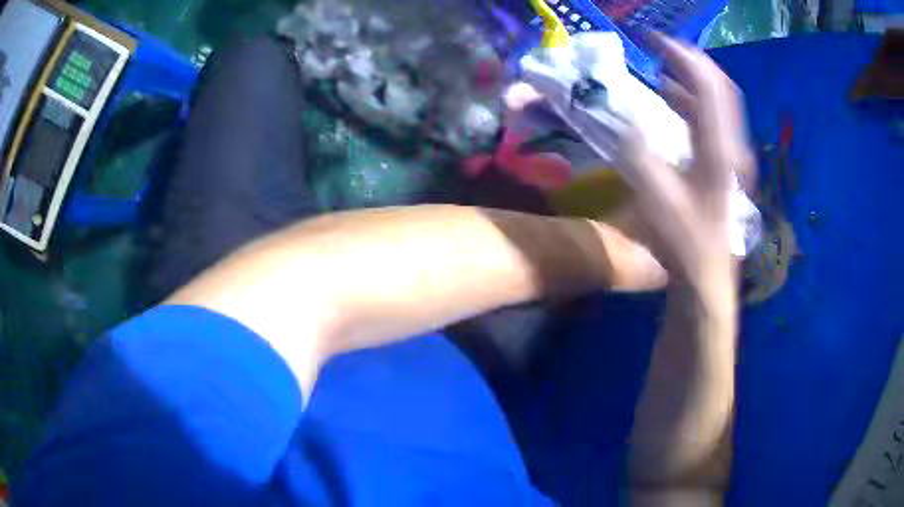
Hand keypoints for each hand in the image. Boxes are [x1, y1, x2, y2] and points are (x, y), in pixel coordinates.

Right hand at [619, 34, 754, 289]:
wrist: (706, 278)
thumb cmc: (684, 242)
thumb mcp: (656, 198)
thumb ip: (641, 155)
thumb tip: (630, 123)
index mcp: (719, 150)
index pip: (709, 87)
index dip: (684, 57)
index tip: (656, 40)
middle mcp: (732, 147)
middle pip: (721, 89)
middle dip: (693, 63)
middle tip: (663, 49)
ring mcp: (732, 158)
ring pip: (719, 106)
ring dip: (692, 83)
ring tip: (664, 70)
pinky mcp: (726, 168)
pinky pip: (713, 123)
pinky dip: (694, 105)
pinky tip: (673, 106)